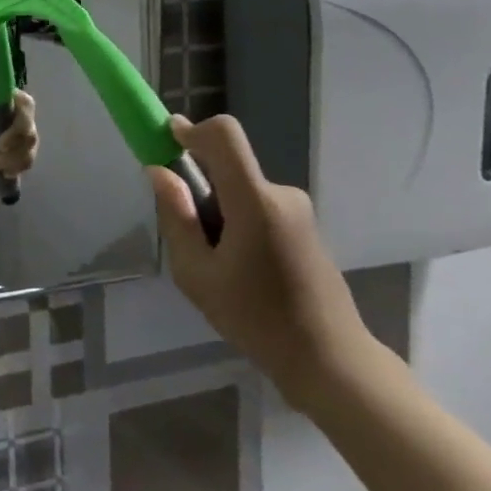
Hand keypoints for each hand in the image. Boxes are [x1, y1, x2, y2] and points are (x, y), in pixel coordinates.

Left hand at [0, 48, 39, 176]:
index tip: (4, 128)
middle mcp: (22, 117)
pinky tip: (2, 171)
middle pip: (31, 127)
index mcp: (10, 100)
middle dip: (15, 140)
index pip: (26, 103)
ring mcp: (25, 137)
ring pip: (30, 147)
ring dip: (11, 158)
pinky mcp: (24, 154)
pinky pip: (28, 162)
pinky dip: (15, 168)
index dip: (21, 116)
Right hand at [149, 115, 370, 410]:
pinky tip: (240, 271)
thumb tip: (159, 171)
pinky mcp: (303, 226)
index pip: (225, 135)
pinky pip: (255, 205)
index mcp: (255, 202)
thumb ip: (176, 217)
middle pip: (226, 167)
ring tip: (217, 266)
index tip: (167, 141)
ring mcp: (297, 210)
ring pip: (238, 190)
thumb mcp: (197, 273)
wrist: (330, 360)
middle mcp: (280, 194)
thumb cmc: (255, 318)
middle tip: (190, 242)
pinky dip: (235, 223)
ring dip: (217, 212)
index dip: (192, 129)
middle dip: (198, 190)